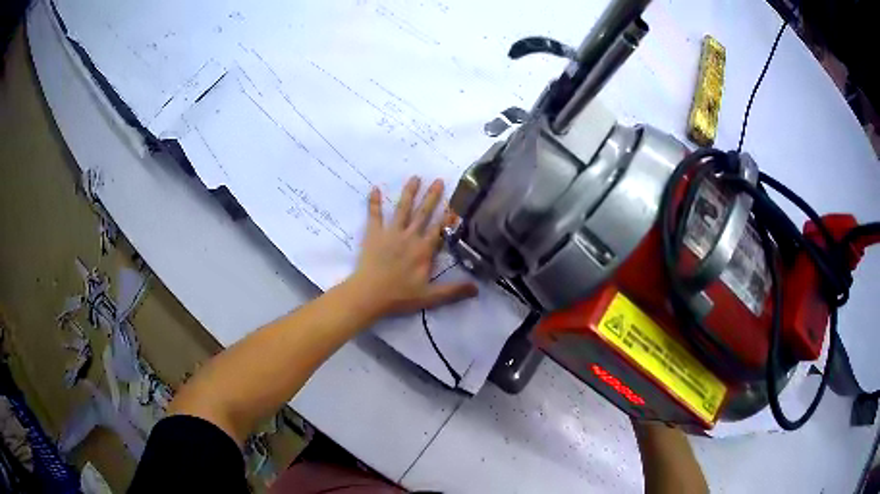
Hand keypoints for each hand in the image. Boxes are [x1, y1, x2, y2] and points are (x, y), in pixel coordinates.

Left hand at [348, 176, 477, 319]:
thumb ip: (454, 291)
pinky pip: (374, 215)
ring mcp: (391, 233)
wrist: (369, 294)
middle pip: (423, 213)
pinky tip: (375, 188)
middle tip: (438, 180)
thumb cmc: (400, 296)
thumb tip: (477, 289)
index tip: (455, 202)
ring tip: (415, 177)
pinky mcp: (374, 234)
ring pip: (402, 209)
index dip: (448, 216)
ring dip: (409, 193)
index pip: (439, 229)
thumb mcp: (430, 297)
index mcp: (424, 250)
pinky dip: (374, 202)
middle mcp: (410, 236)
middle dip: (431, 196)